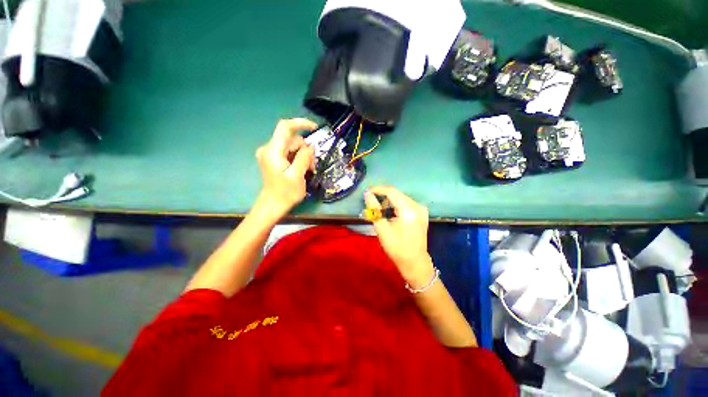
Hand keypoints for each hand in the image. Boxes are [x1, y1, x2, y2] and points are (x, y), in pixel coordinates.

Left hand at [255, 118, 317, 217]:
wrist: (273, 205)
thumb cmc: (285, 193)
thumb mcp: (298, 175)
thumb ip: (304, 157)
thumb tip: (310, 146)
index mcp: (273, 151)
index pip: (285, 127)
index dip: (301, 123)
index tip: (315, 128)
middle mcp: (269, 148)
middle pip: (292, 139)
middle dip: (305, 149)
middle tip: (312, 166)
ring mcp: (270, 154)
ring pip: (292, 146)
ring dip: (303, 155)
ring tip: (308, 170)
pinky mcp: (273, 159)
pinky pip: (289, 152)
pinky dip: (298, 158)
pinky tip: (302, 169)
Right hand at [365, 186, 433, 285]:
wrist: (415, 262)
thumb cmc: (397, 248)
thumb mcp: (382, 229)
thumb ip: (374, 210)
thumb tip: (367, 194)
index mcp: (409, 210)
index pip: (392, 192)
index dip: (378, 189)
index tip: (366, 191)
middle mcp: (417, 206)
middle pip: (397, 194)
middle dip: (382, 195)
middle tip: (370, 201)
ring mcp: (421, 209)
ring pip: (401, 198)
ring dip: (389, 200)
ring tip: (378, 208)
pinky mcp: (421, 213)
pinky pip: (406, 203)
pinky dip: (396, 205)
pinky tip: (389, 212)